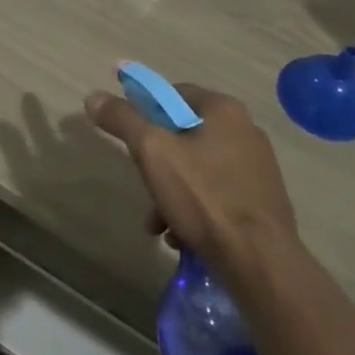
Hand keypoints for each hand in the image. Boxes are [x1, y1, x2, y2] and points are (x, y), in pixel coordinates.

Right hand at [85, 84, 298, 282]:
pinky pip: (216, 195)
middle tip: (142, 185)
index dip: (145, 110)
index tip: (128, 136)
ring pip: (198, 169)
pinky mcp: (261, 201)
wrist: (260, 261)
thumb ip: (123, 120)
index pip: (173, 93)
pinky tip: (180, 237)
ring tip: (157, 225)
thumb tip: (93, 96)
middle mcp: (245, 130)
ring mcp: (257, 167)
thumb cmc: (205, 197)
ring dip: (170, 193)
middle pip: (183, 135)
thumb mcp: (153, 152)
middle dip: (156, 164)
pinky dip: (194, 210)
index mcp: (224, 109)